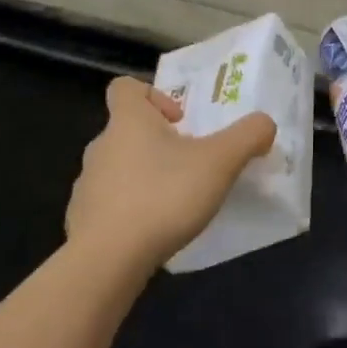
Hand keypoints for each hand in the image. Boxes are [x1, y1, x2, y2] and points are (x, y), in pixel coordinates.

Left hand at [65, 76, 276, 271]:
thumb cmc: (164, 196)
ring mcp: (86, 184)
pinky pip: (109, 204)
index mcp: (128, 121)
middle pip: (127, 130)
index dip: (153, 95)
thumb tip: (264, 124)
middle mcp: (101, 146)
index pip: (125, 87)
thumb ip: (248, 136)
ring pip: (118, 168)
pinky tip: (153, 231)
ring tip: (176, 201)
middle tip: (191, 164)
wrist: (108, 260)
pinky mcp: (82, 220)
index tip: (180, 121)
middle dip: (158, 143)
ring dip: (145, 176)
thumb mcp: (221, 161)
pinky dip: (130, 210)